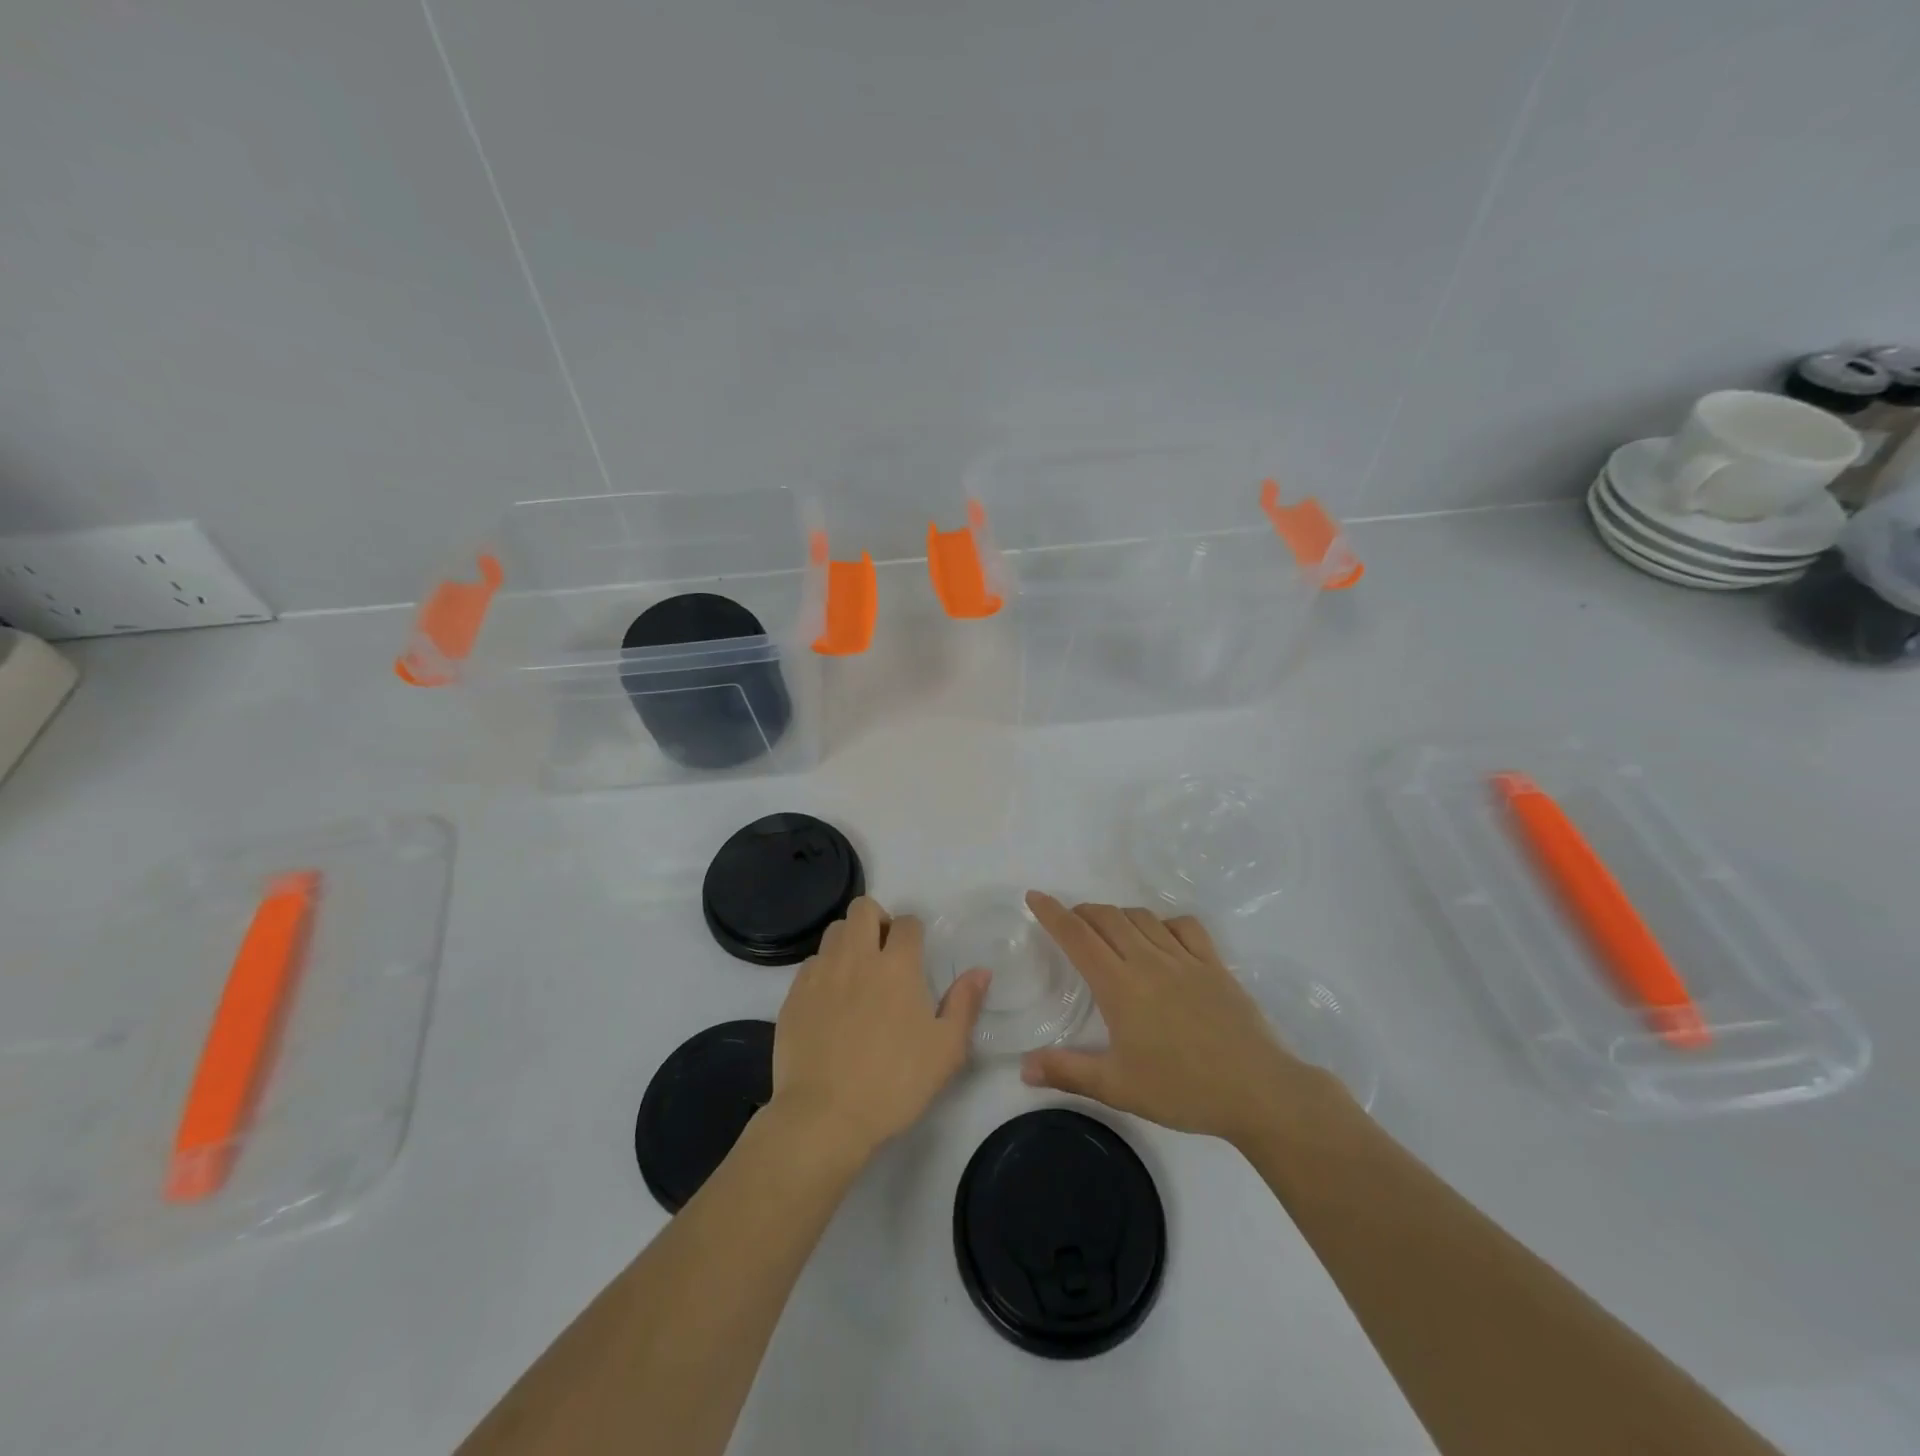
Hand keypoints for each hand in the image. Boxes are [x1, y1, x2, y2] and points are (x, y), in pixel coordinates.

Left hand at [771, 897, 990, 1164]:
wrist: (824, 1116)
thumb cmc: (895, 1083)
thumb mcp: (946, 1050)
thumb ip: (965, 1004)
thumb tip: (981, 971)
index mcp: (898, 966)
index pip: (908, 922)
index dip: (915, 933)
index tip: (916, 954)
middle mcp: (857, 957)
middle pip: (863, 908)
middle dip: (878, 920)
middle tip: (884, 953)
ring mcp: (821, 973)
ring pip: (835, 931)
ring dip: (849, 941)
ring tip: (857, 974)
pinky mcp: (795, 994)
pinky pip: (811, 963)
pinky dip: (825, 970)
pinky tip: (831, 1002)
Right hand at [1020, 892, 1343, 1147]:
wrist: (1257, 1090)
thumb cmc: (1182, 1089)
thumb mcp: (1117, 1087)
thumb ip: (1067, 1072)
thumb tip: (1023, 1067)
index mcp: (1119, 985)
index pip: (1077, 936)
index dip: (1052, 913)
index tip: (1034, 896)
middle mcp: (1148, 960)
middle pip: (1107, 918)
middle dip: (1081, 912)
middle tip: (1069, 922)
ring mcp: (1185, 958)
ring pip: (1142, 918)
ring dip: (1117, 915)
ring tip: (1108, 928)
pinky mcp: (1214, 964)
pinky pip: (1185, 927)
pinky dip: (1164, 922)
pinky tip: (1161, 935)